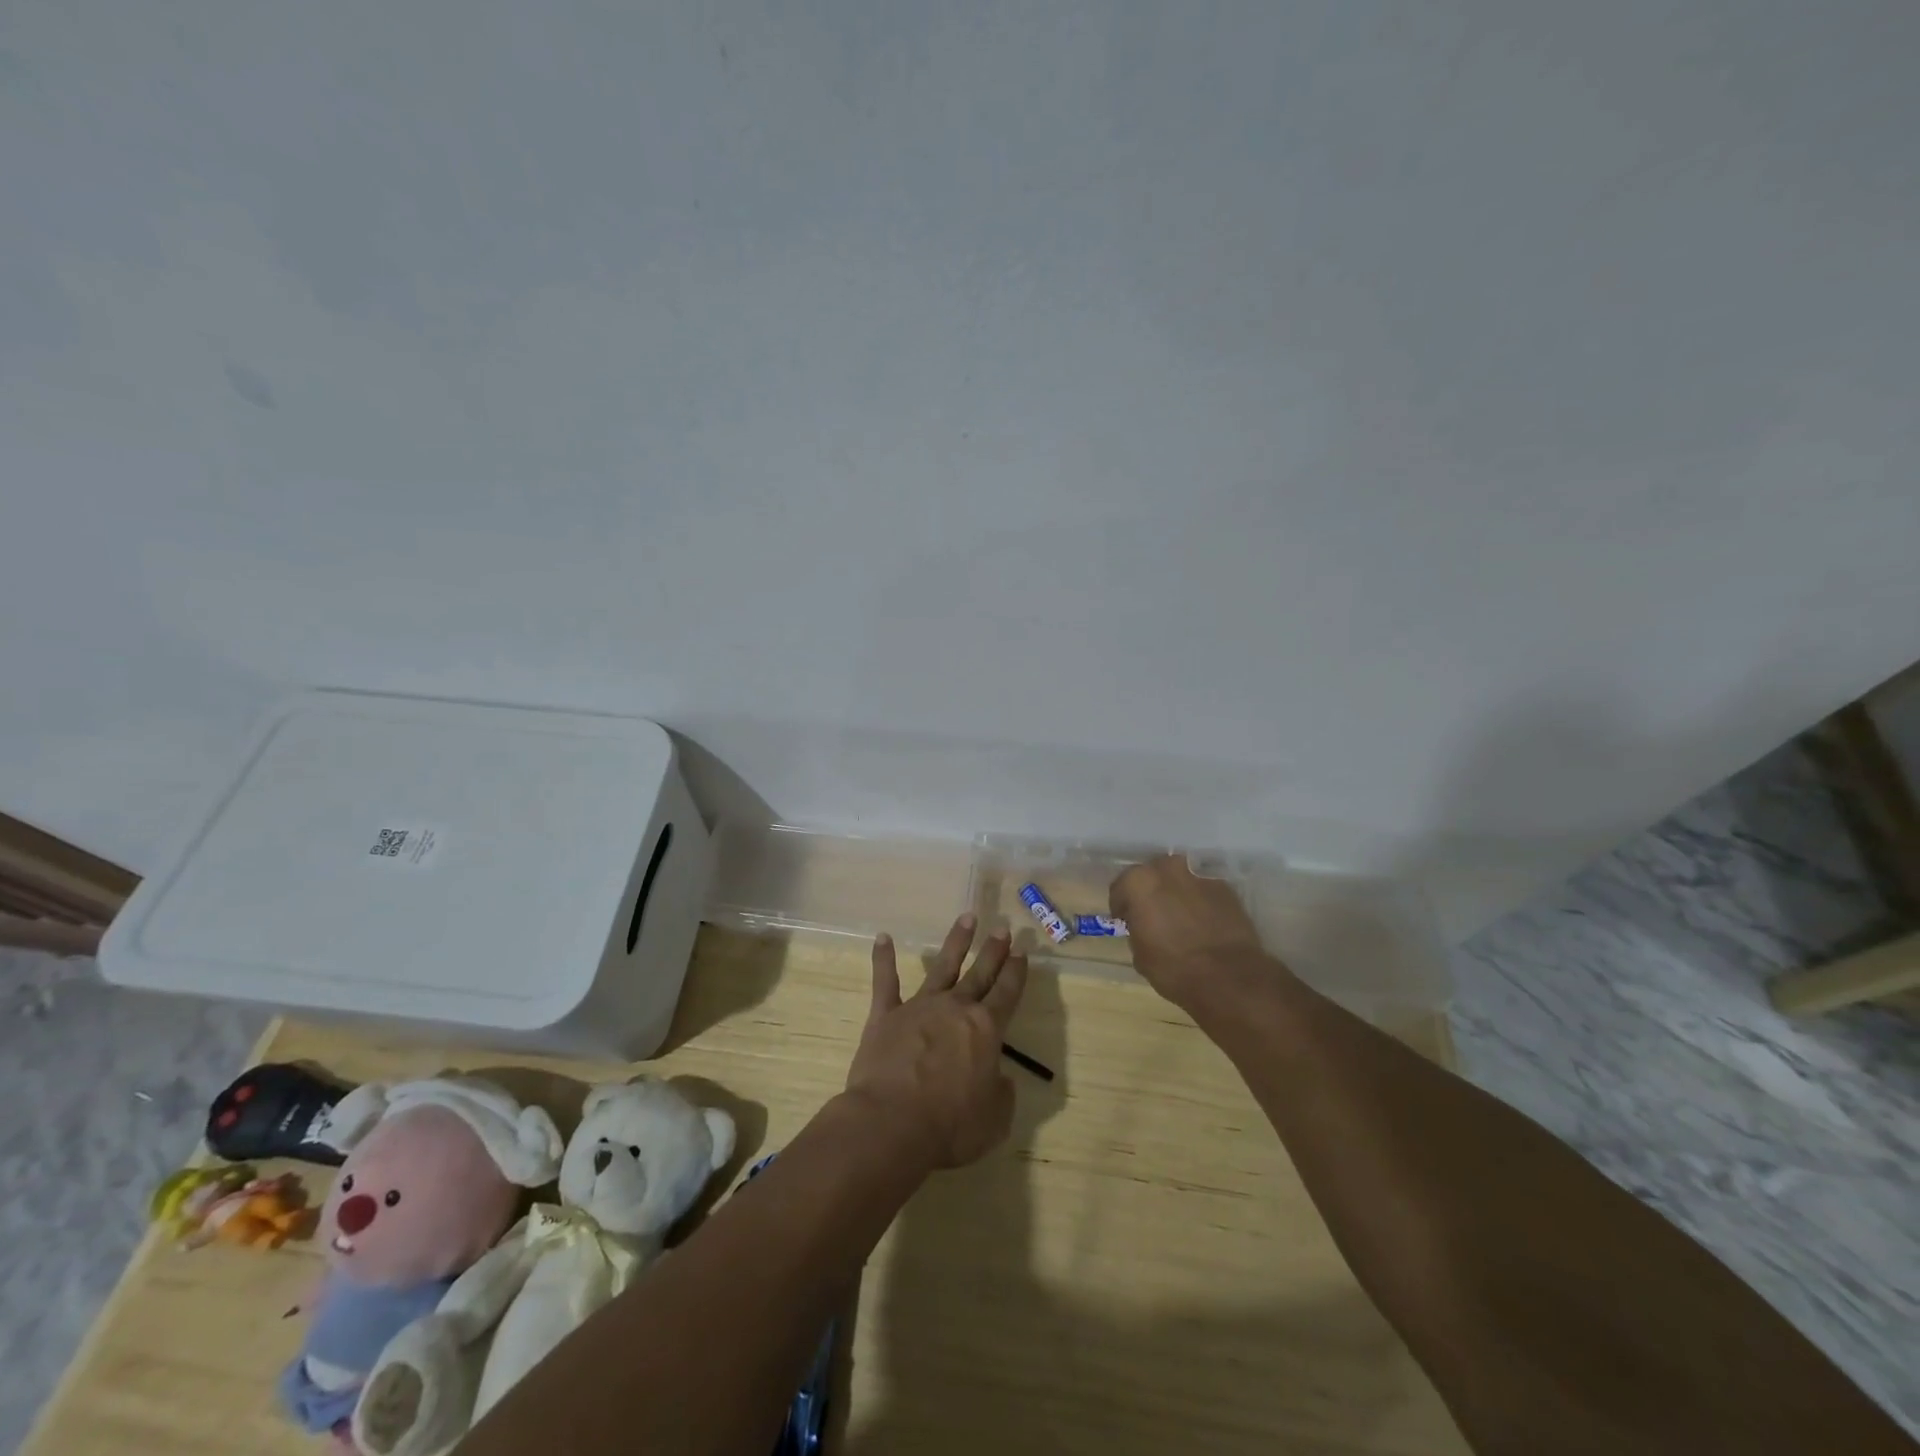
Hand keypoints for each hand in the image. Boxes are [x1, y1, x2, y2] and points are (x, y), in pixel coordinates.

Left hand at [845, 914, 1029, 1168]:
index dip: (1016, 972)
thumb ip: (1001, 1092)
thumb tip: (998, 1077)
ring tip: (967, 917)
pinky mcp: (885, 1016)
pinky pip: (885, 982)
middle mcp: (955, 1009)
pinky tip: (882, 937)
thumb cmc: (951, 1126)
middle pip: (980, 973)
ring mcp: (919, 1007)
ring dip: (956, 942)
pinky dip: (883, 959)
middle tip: (1003, 927)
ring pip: (942, 967)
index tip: (1023, 950)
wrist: (892, 1123)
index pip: (1007, 993)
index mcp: (986, 1030)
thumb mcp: (995, 1119)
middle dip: (993, 950)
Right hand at [1110, 854, 1281, 1011]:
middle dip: (1151, 892)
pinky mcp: (1226, 888)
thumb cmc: (1174, 968)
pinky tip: (1203, 924)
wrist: (1229, 978)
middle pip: (1152, 875)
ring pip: (1180, 880)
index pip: (1121, 887)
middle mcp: (1169, 869)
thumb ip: (1137, 928)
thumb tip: (1142, 924)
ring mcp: (1200, 875)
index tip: (1126, 922)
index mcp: (1140, 882)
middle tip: (1154, 916)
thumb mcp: (1140, 954)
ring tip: (1181, 919)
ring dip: (1176, 894)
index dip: (1122, 906)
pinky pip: (1203, 890)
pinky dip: (1200, 901)